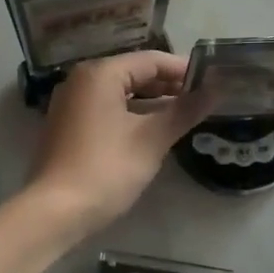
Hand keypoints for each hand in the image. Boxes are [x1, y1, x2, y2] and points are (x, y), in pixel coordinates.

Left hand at [29, 51, 212, 235]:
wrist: (56, 211)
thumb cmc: (107, 169)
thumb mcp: (152, 139)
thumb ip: (185, 111)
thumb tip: (217, 89)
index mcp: (100, 74)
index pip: (151, 60)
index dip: (183, 70)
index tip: (213, 82)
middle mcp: (81, 80)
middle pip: (133, 73)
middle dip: (168, 86)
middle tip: (201, 99)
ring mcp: (70, 104)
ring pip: (120, 93)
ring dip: (151, 102)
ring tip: (183, 114)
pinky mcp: (67, 126)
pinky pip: (106, 109)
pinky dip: (131, 114)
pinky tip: (152, 130)